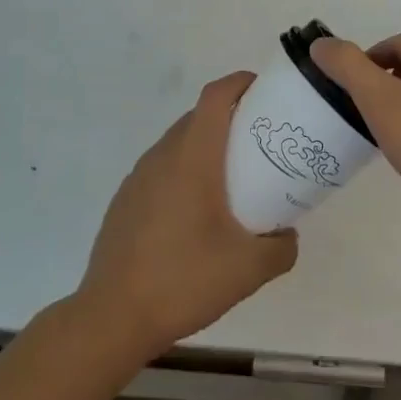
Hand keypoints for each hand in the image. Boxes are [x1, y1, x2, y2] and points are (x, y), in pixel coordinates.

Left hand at [77, 72, 298, 359]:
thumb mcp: (249, 269)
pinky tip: (197, 213)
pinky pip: (162, 170)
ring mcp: (138, 178)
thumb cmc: (184, 279)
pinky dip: (185, 172)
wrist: (113, 317)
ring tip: (234, 178)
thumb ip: (281, 247)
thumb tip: (287, 235)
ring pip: (179, 144)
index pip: (215, 96)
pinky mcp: (125, 201)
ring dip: (207, 147)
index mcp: (192, 157)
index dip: (241, 83)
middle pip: (199, 117)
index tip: (267, 92)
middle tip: (262, 141)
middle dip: (232, 117)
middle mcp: (162, 156)